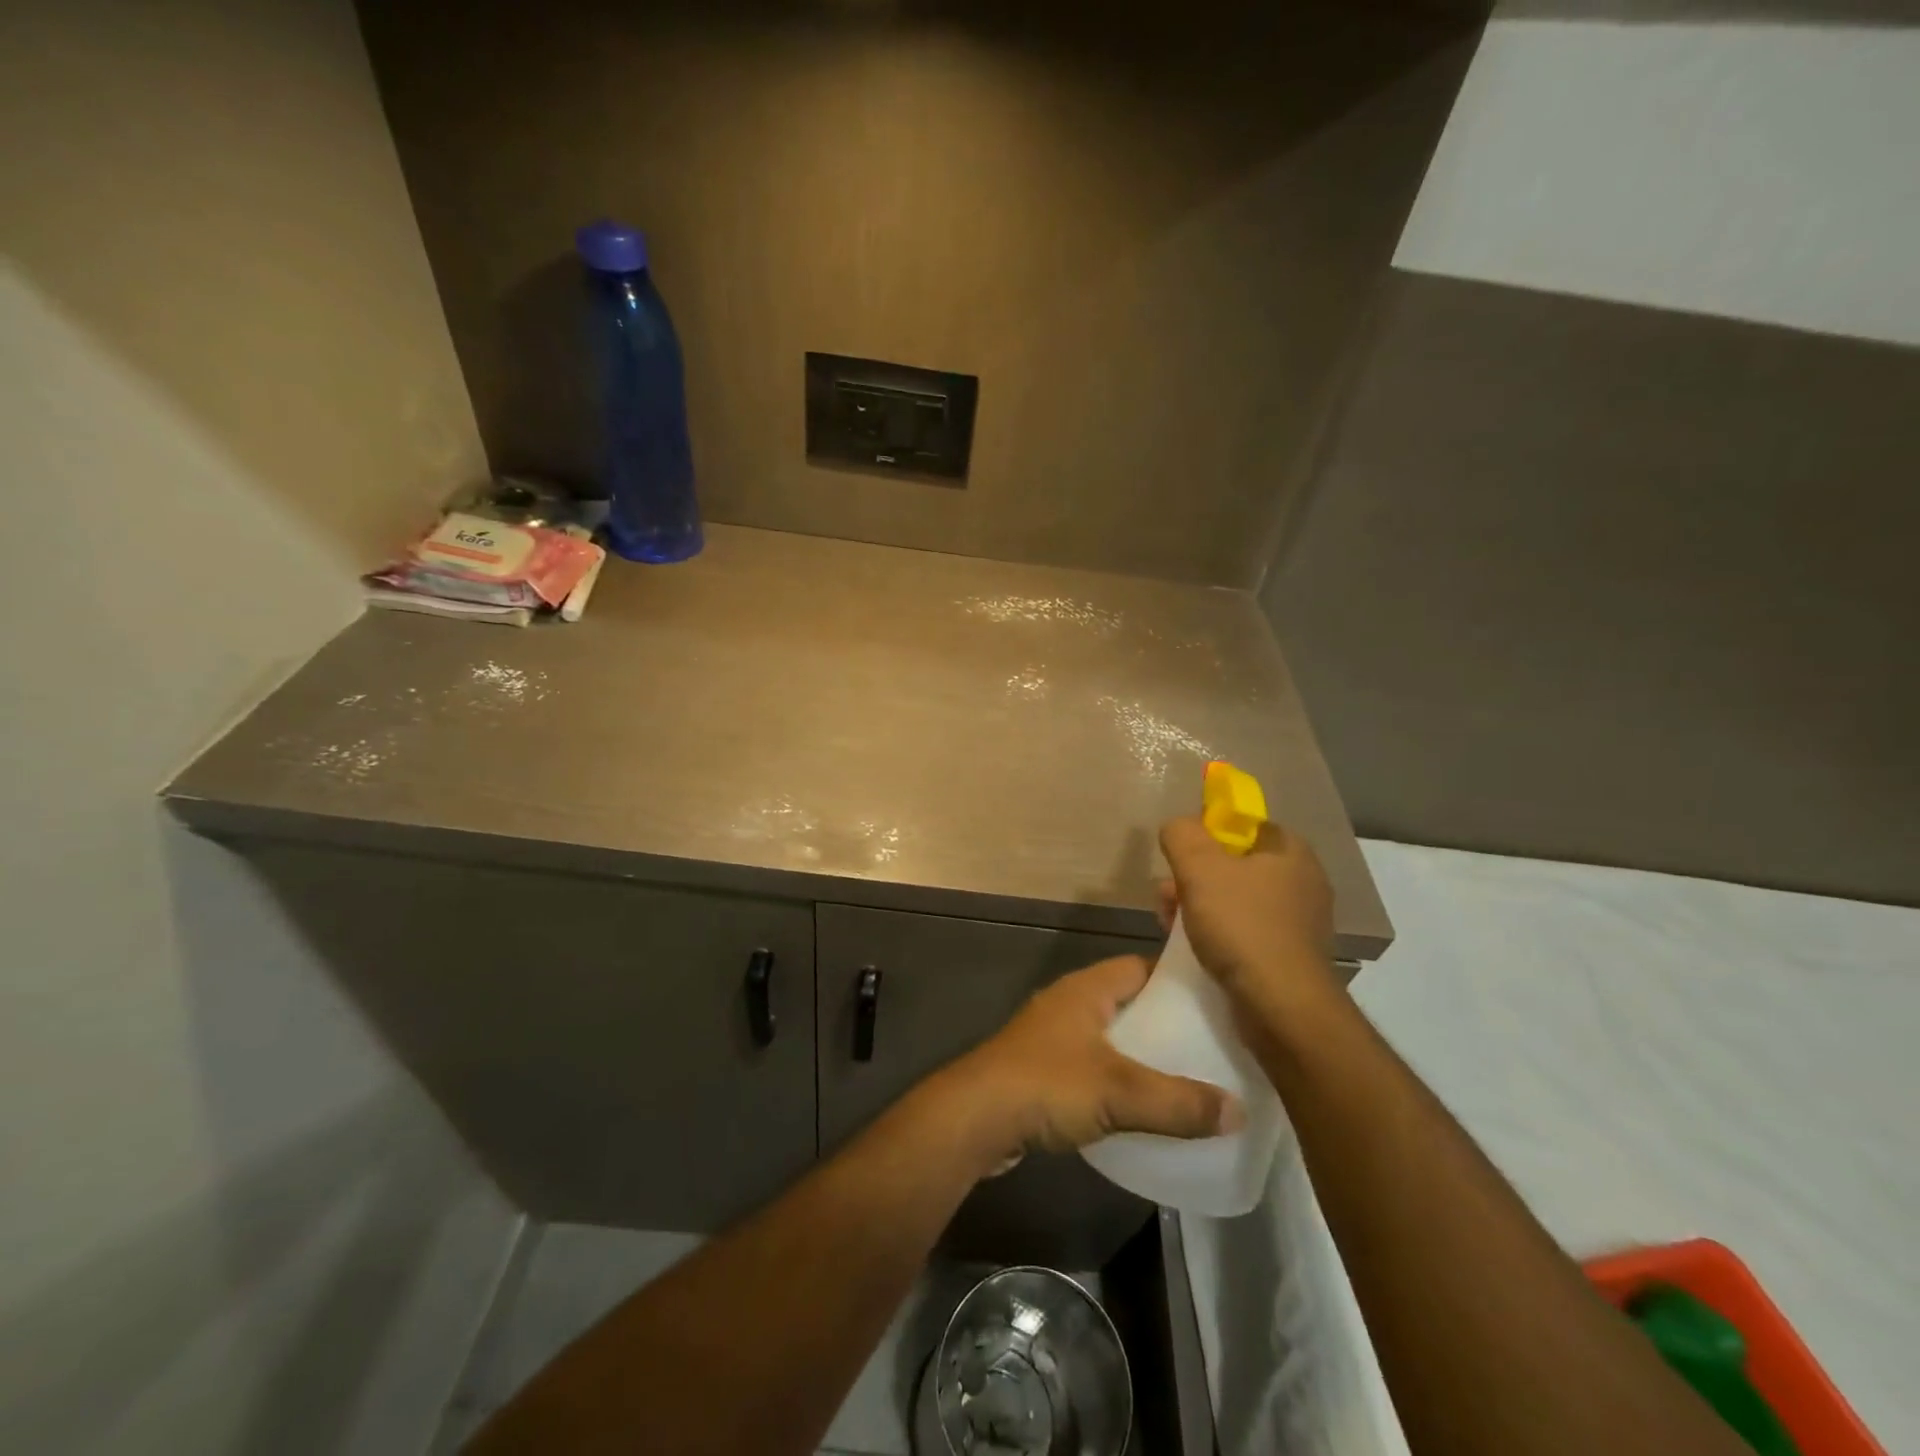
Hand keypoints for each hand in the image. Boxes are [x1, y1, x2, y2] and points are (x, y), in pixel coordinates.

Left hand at [933, 956, 1242, 1170]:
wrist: (974, 1117)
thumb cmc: (1047, 1084)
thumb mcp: (1119, 1091)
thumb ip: (1178, 1102)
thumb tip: (1239, 1110)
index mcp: (1086, 988)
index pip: (1140, 967)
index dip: (1176, 981)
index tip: (1215, 1002)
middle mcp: (1068, 1003)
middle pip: (1127, 1004)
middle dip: (1164, 1025)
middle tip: (1210, 1049)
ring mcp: (1051, 1036)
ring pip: (1109, 1038)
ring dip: (1139, 1056)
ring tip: (1184, 1081)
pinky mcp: (1040, 1070)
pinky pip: (1091, 1067)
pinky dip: (1116, 1081)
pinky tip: (1138, 1109)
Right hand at [1157, 814, 1339, 1014]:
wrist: (1282, 1007)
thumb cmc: (1242, 926)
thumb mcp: (1199, 867)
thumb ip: (1182, 834)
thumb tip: (1178, 827)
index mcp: (1292, 853)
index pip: (1247, 826)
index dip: (1210, 833)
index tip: (1183, 853)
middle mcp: (1302, 883)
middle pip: (1236, 865)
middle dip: (1195, 876)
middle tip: (1167, 894)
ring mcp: (1299, 923)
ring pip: (1236, 901)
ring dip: (1199, 907)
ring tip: (1169, 923)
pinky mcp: (1289, 957)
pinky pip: (1245, 933)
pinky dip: (1218, 935)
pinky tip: (1192, 948)